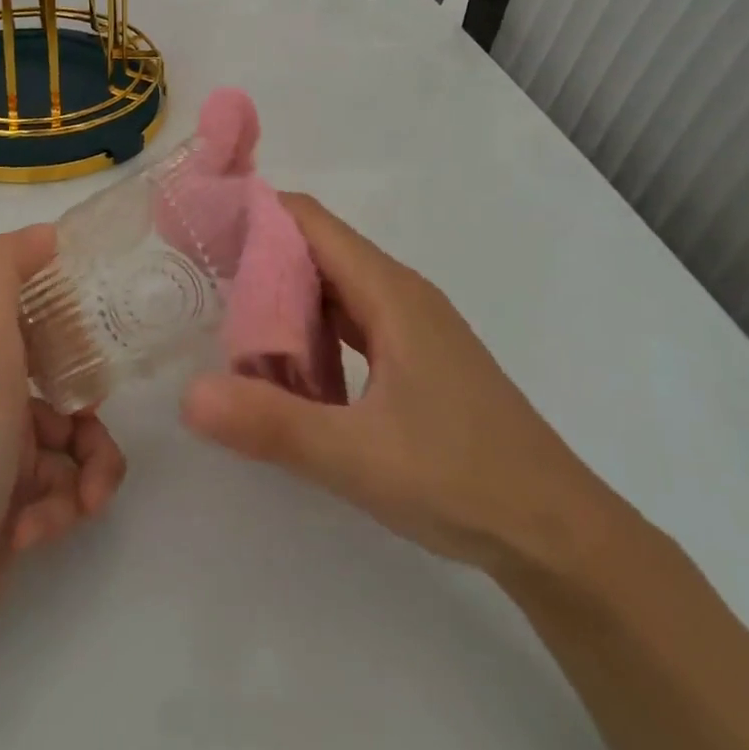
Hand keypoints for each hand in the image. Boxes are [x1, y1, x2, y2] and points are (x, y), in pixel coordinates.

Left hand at [0, 226, 126, 645]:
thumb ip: (1, 272)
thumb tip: (47, 230)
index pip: (45, 328)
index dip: (77, 335)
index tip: (102, 350)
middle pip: (74, 397)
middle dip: (95, 426)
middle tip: (91, 441)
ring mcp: (5, 460)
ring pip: (80, 451)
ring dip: (91, 474)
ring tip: (80, 500)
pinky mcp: (16, 513)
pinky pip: (66, 497)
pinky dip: (64, 511)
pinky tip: (36, 531)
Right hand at [180, 194, 615, 579]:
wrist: (559, 535)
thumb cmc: (463, 480)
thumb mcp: (357, 457)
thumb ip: (271, 423)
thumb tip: (189, 394)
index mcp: (390, 293)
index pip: (309, 222)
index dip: (254, 214)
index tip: (200, 228)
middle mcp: (400, 296)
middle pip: (317, 252)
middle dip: (257, 260)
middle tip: (198, 282)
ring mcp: (411, 329)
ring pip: (333, 292)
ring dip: (283, 303)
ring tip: (228, 325)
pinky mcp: (416, 361)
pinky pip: (350, 327)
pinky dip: (311, 336)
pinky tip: (287, 373)